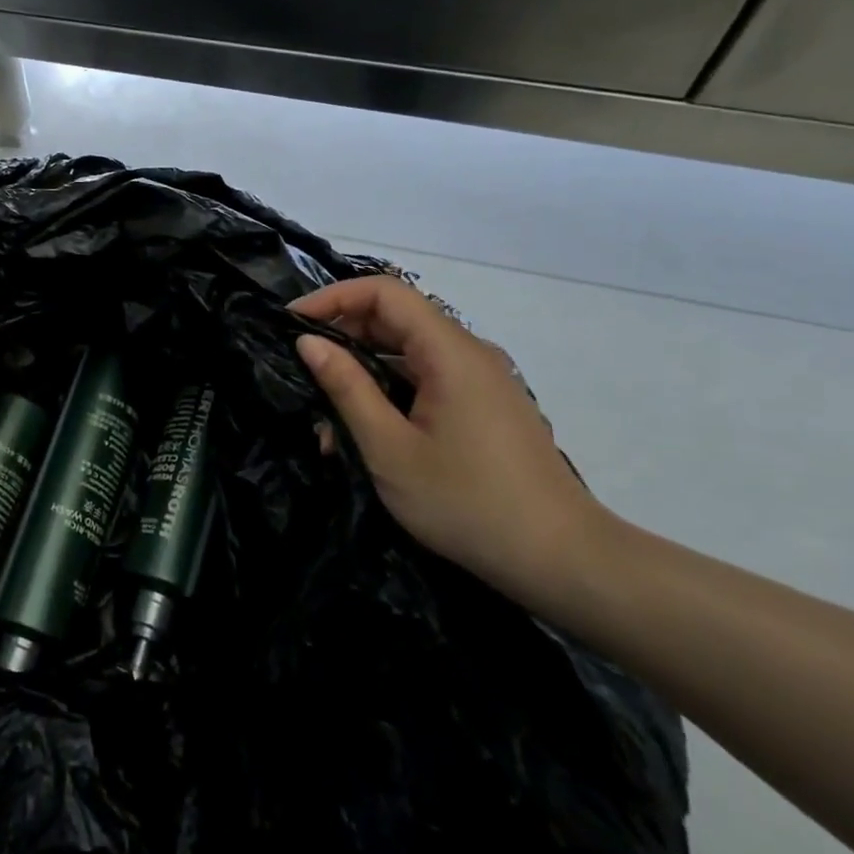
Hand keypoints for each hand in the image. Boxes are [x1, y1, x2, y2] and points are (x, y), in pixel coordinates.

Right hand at [290, 274, 616, 604]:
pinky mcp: (485, 406)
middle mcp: (470, 353)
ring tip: (327, 418)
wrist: (561, 561)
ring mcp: (481, 380)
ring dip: (363, 372)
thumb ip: (346, 387)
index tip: (292, 324)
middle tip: (302, 372)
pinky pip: (427, 379)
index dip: (333, 298)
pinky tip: (366, 432)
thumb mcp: (389, 448)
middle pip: (396, 318)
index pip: (384, 292)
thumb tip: (308, 342)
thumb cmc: (467, 503)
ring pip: (408, 352)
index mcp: (450, 353)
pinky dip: (390, 392)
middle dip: (342, 337)